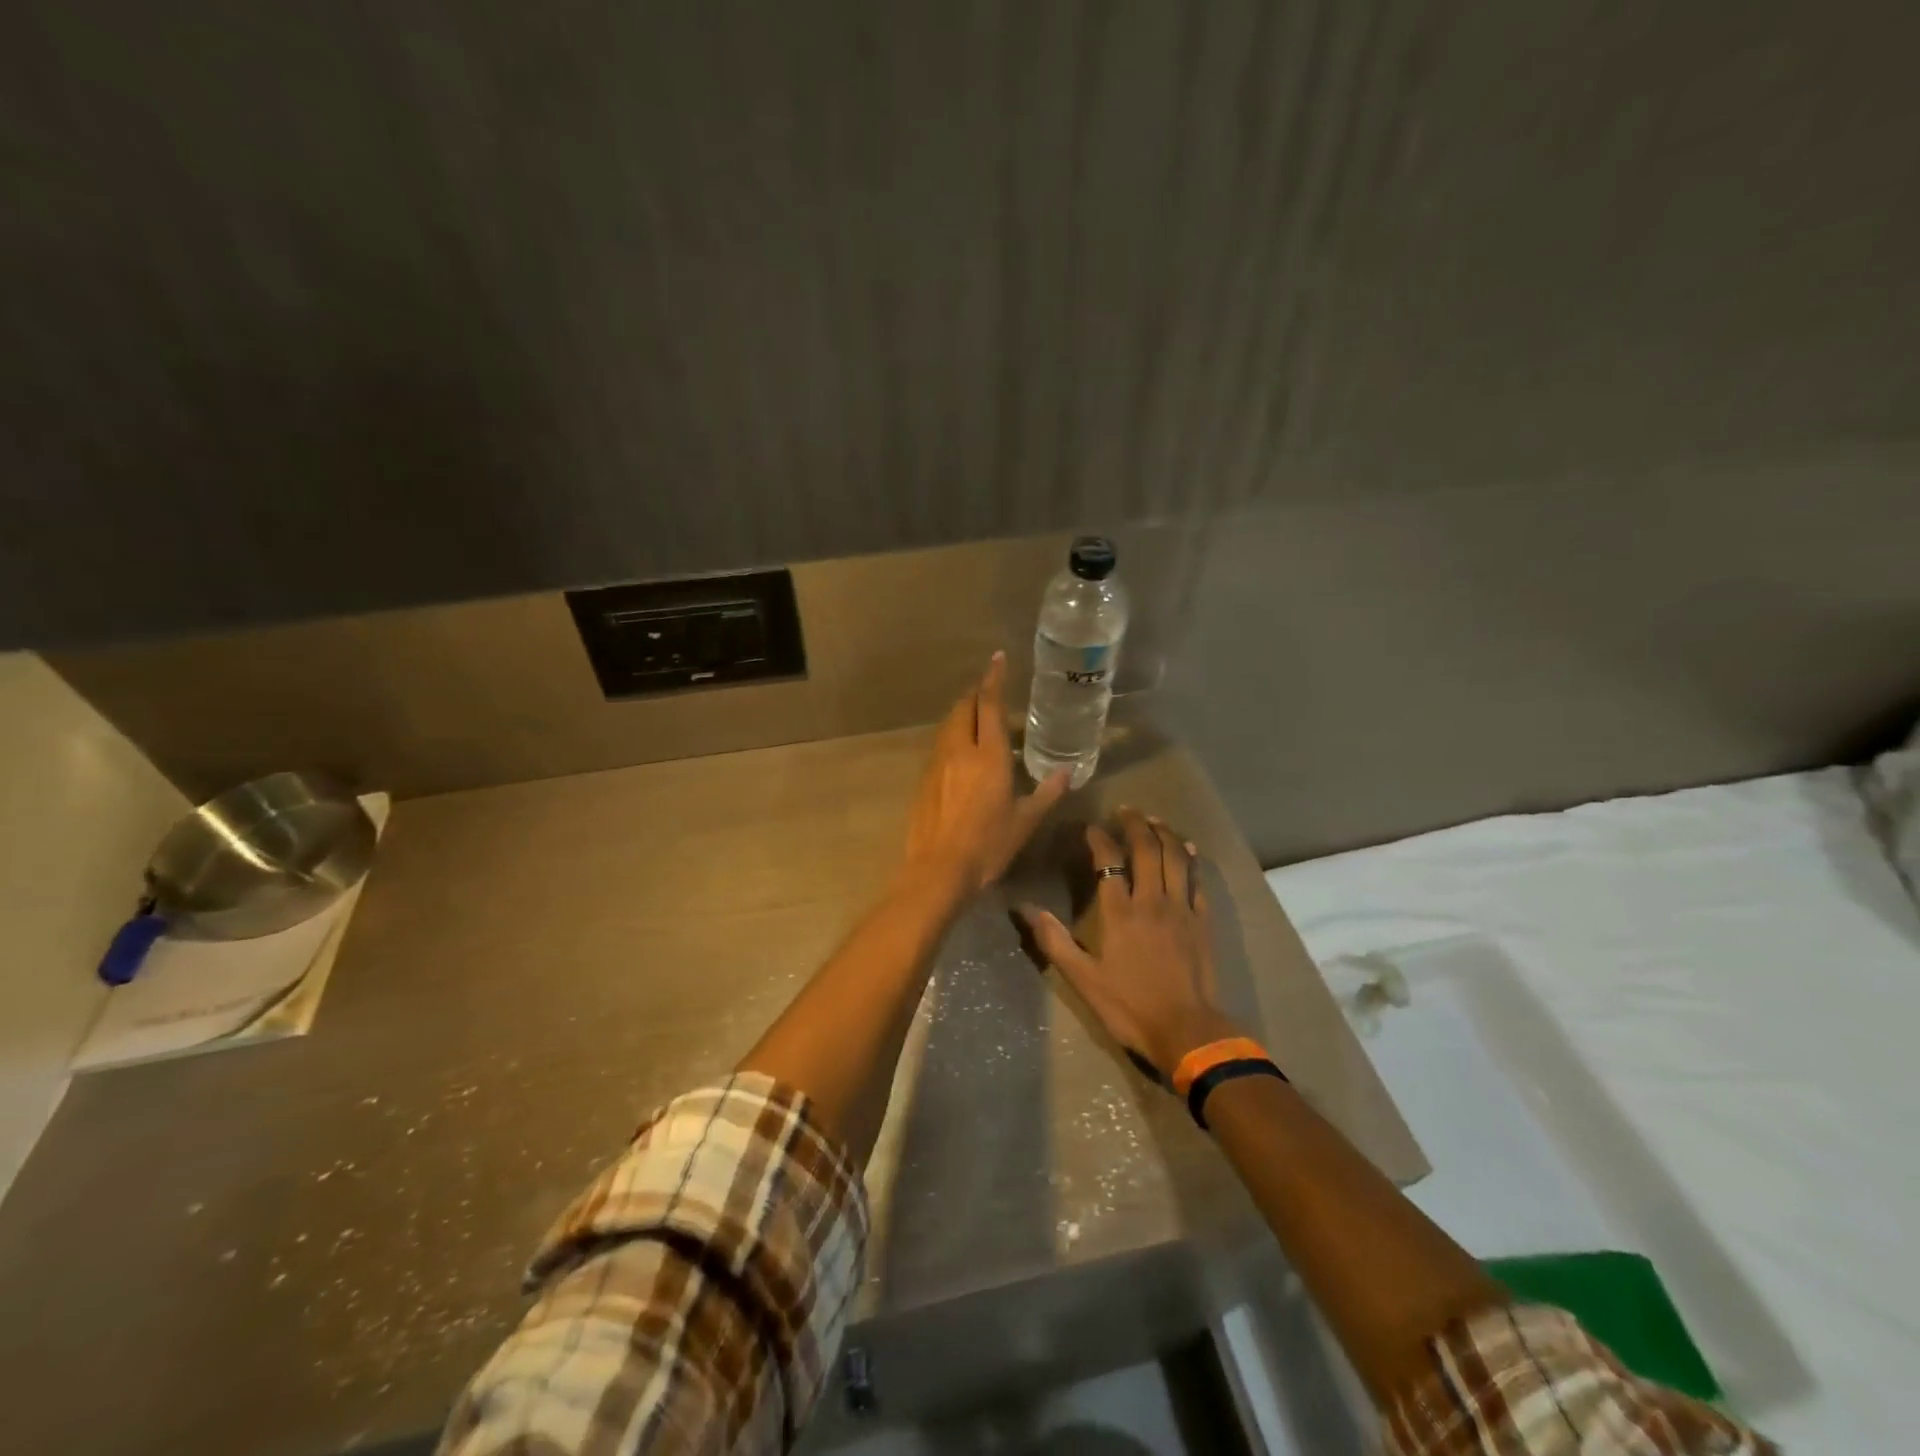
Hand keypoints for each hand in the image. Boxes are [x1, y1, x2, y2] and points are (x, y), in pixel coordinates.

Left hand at [903, 652, 1070, 892]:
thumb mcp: (1025, 821)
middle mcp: (960, 750)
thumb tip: (1067, 773)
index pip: (989, 704)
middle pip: (964, 707)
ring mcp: (937, 763)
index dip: (994, 679)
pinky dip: (953, 735)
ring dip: (963, 713)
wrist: (938, 870)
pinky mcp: (924, 779)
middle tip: (990, 691)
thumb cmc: (988, 845)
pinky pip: (940, 745)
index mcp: (989, 755)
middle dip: (976, 693)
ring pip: (949, 724)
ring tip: (977, 717)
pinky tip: (961, 752)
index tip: (997, 659)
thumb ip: (1046, 793)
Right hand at [1016, 807, 1243, 1073]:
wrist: (1187, 1031)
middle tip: (1126, 809)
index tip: (1090, 828)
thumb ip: (1054, 940)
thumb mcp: (1083, 979)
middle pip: (1146, 849)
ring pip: (1175, 858)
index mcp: (1120, 912)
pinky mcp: (1202, 921)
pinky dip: (1192, 860)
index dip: (1098, 839)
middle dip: (1135, 824)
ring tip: (1154, 819)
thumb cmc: (1130, 1006)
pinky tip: (1188, 848)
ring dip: (1164, 833)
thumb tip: (1023, 908)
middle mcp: (1151, 900)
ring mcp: (1181, 909)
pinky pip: (1197, 881)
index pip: (1109, 861)